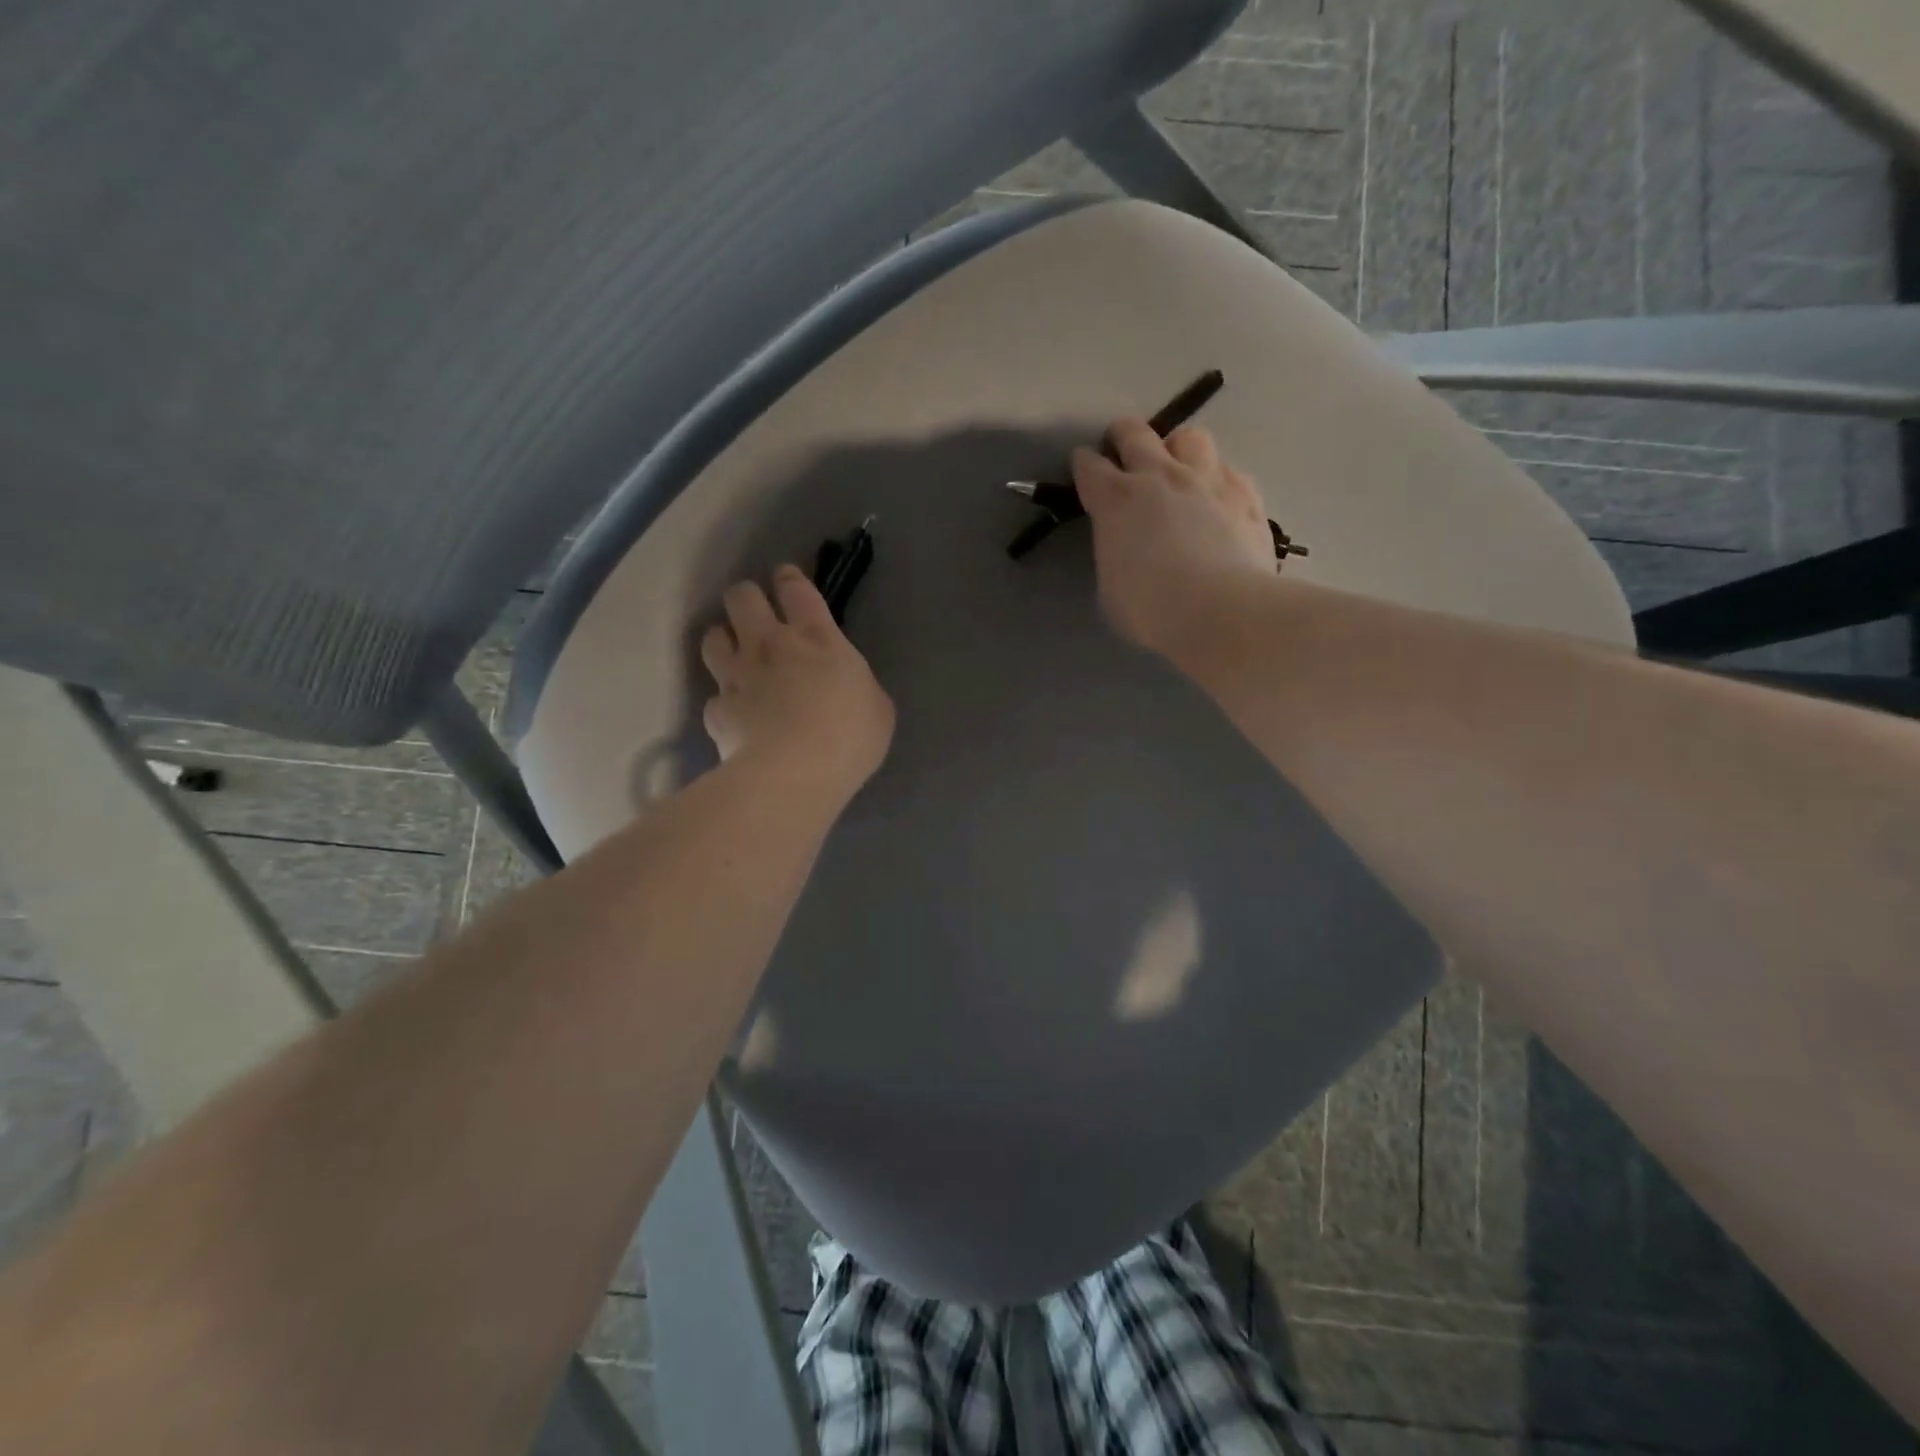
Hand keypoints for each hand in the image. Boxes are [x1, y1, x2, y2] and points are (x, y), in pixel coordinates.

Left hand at [700, 566, 894, 800]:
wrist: (793, 775)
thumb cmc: (849, 737)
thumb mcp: (877, 708)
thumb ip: (858, 686)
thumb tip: (847, 687)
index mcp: (817, 638)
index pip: (795, 588)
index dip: (789, 578)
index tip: (786, 579)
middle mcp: (769, 645)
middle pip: (742, 597)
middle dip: (747, 598)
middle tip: (756, 614)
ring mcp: (737, 676)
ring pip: (713, 636)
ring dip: (723, 639)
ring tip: (734, 654)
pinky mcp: (717, 710)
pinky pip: (714, 695)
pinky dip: (723, 701)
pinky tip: (734, 714)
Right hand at [1072, 420, 1275, 657]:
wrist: (1222, 610)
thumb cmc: (1151, 610)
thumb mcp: (1110, 587)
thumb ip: (1114, 554)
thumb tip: (1124, 547)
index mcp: (1116, 501)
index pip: (1090, 466)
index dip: (1083, 465)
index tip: (1083, 470)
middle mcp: (1159, 476)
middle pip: (1135, 433)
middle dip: (1122, 436)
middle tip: (1121, 449)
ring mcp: (1206, 479)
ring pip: (1188, 437)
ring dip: (1176, 448)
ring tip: (1176, 468)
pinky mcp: (1244, 493)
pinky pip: (1227, 469)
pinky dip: (1216, 478)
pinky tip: (1216, 498)